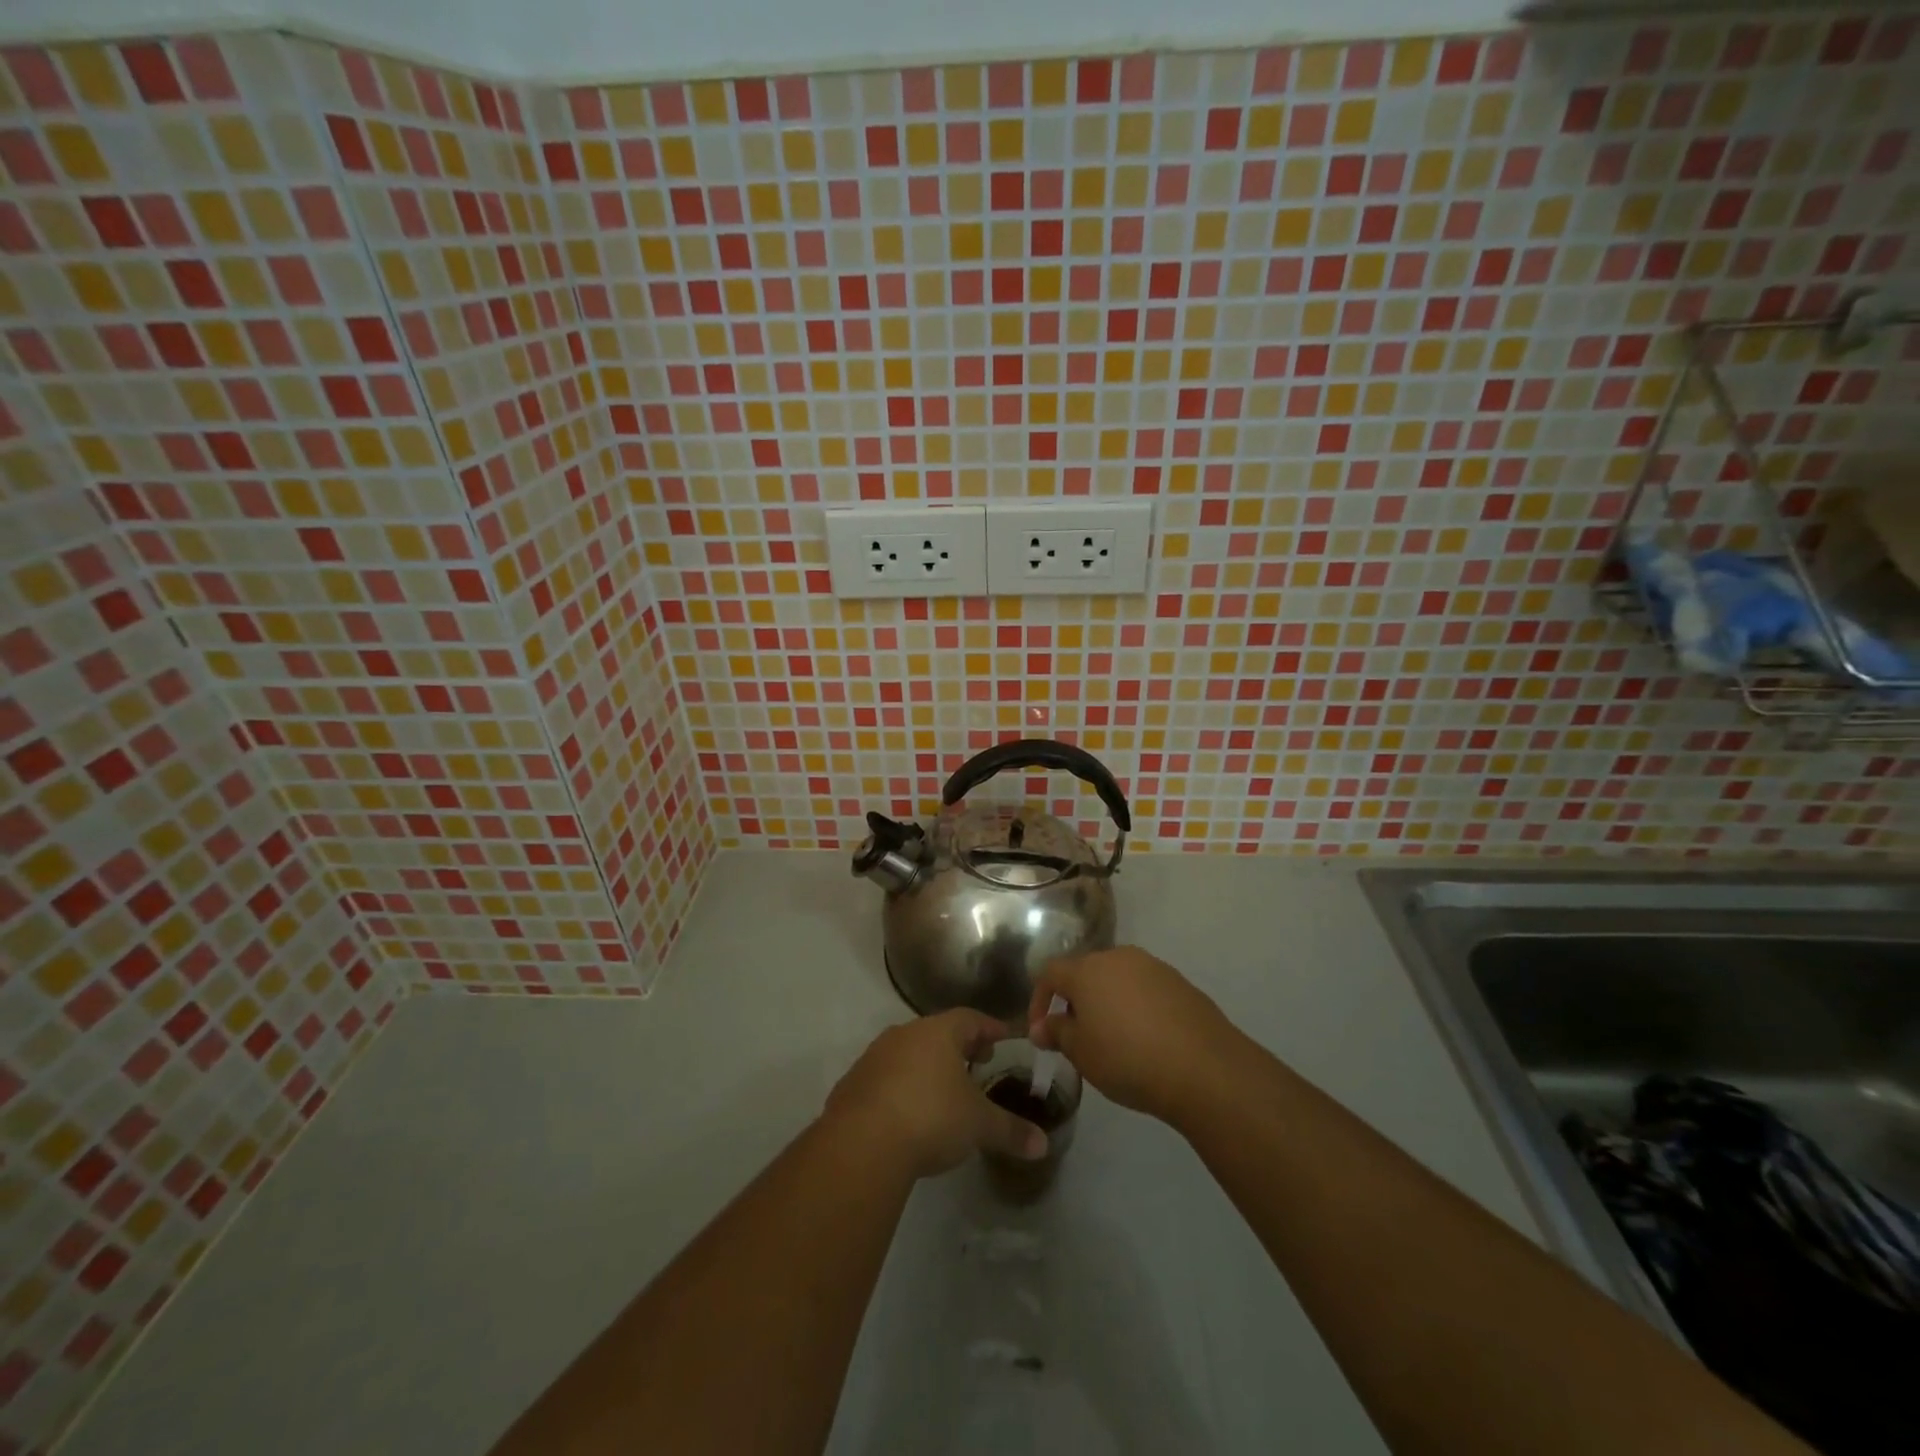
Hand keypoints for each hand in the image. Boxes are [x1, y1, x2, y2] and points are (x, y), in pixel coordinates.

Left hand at [824, 1011, 1048, 1178]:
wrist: (861, 1144)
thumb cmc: (931, 1118)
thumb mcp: (979, 1126)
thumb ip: (1011, 1131)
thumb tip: (1043, 1145)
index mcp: (938, 1032)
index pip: (970, 1018)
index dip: (990, 1028)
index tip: (1004, 1037)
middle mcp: (904, 1034)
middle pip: (938, 1032)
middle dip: (959, 1046)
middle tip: (978, 1062)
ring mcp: (874, 1057)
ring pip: (908, 1052)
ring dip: (927, 1065)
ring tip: (943, 1089)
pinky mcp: (852, 1083)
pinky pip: (885, 1076)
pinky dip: (901, 1086)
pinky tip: (908, 1111)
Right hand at [1027, 946, 1238, 1126]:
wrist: (1203, 1067)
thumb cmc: (1127, 1058)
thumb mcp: (1082, 1053)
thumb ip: (1057, 1033)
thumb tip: (1040, 1027)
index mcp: (1087, 969)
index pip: (1050, 973)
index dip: (1039, 999)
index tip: (1041, 1031)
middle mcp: (1118, 957)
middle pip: (1086, 972)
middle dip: (1075, 1001)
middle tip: (1077, 1036)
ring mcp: (1153, 967)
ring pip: (1117, 979)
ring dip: (1107, 1003)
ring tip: (1112, 1039)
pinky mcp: (1180, 983)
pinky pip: (1145, 990)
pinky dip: (1136, 1008)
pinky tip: (1145, 1039)